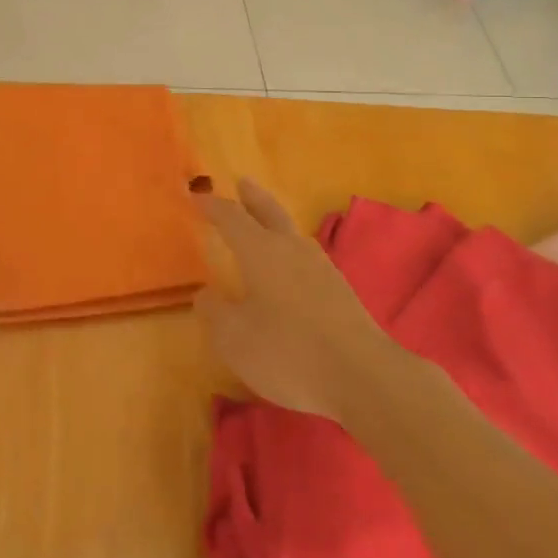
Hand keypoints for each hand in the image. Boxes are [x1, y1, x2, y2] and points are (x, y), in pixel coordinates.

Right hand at [194, 179, 394, 421]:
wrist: (362, 375)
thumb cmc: (288, 352)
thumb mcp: (234, 338)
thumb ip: (215, 312)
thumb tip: (205, 294)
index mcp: (261, 252)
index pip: (231, 219)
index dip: (212, 206)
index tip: (196, 195)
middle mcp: (292, 250)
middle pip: (270, 213)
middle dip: (253, 197)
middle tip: (242, 182)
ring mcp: (321, 268)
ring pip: (292, 234)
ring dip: (275, 222)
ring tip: (265, 223)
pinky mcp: (340, 290)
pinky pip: (307, 257)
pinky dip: (291, 250)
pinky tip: (291, 267)